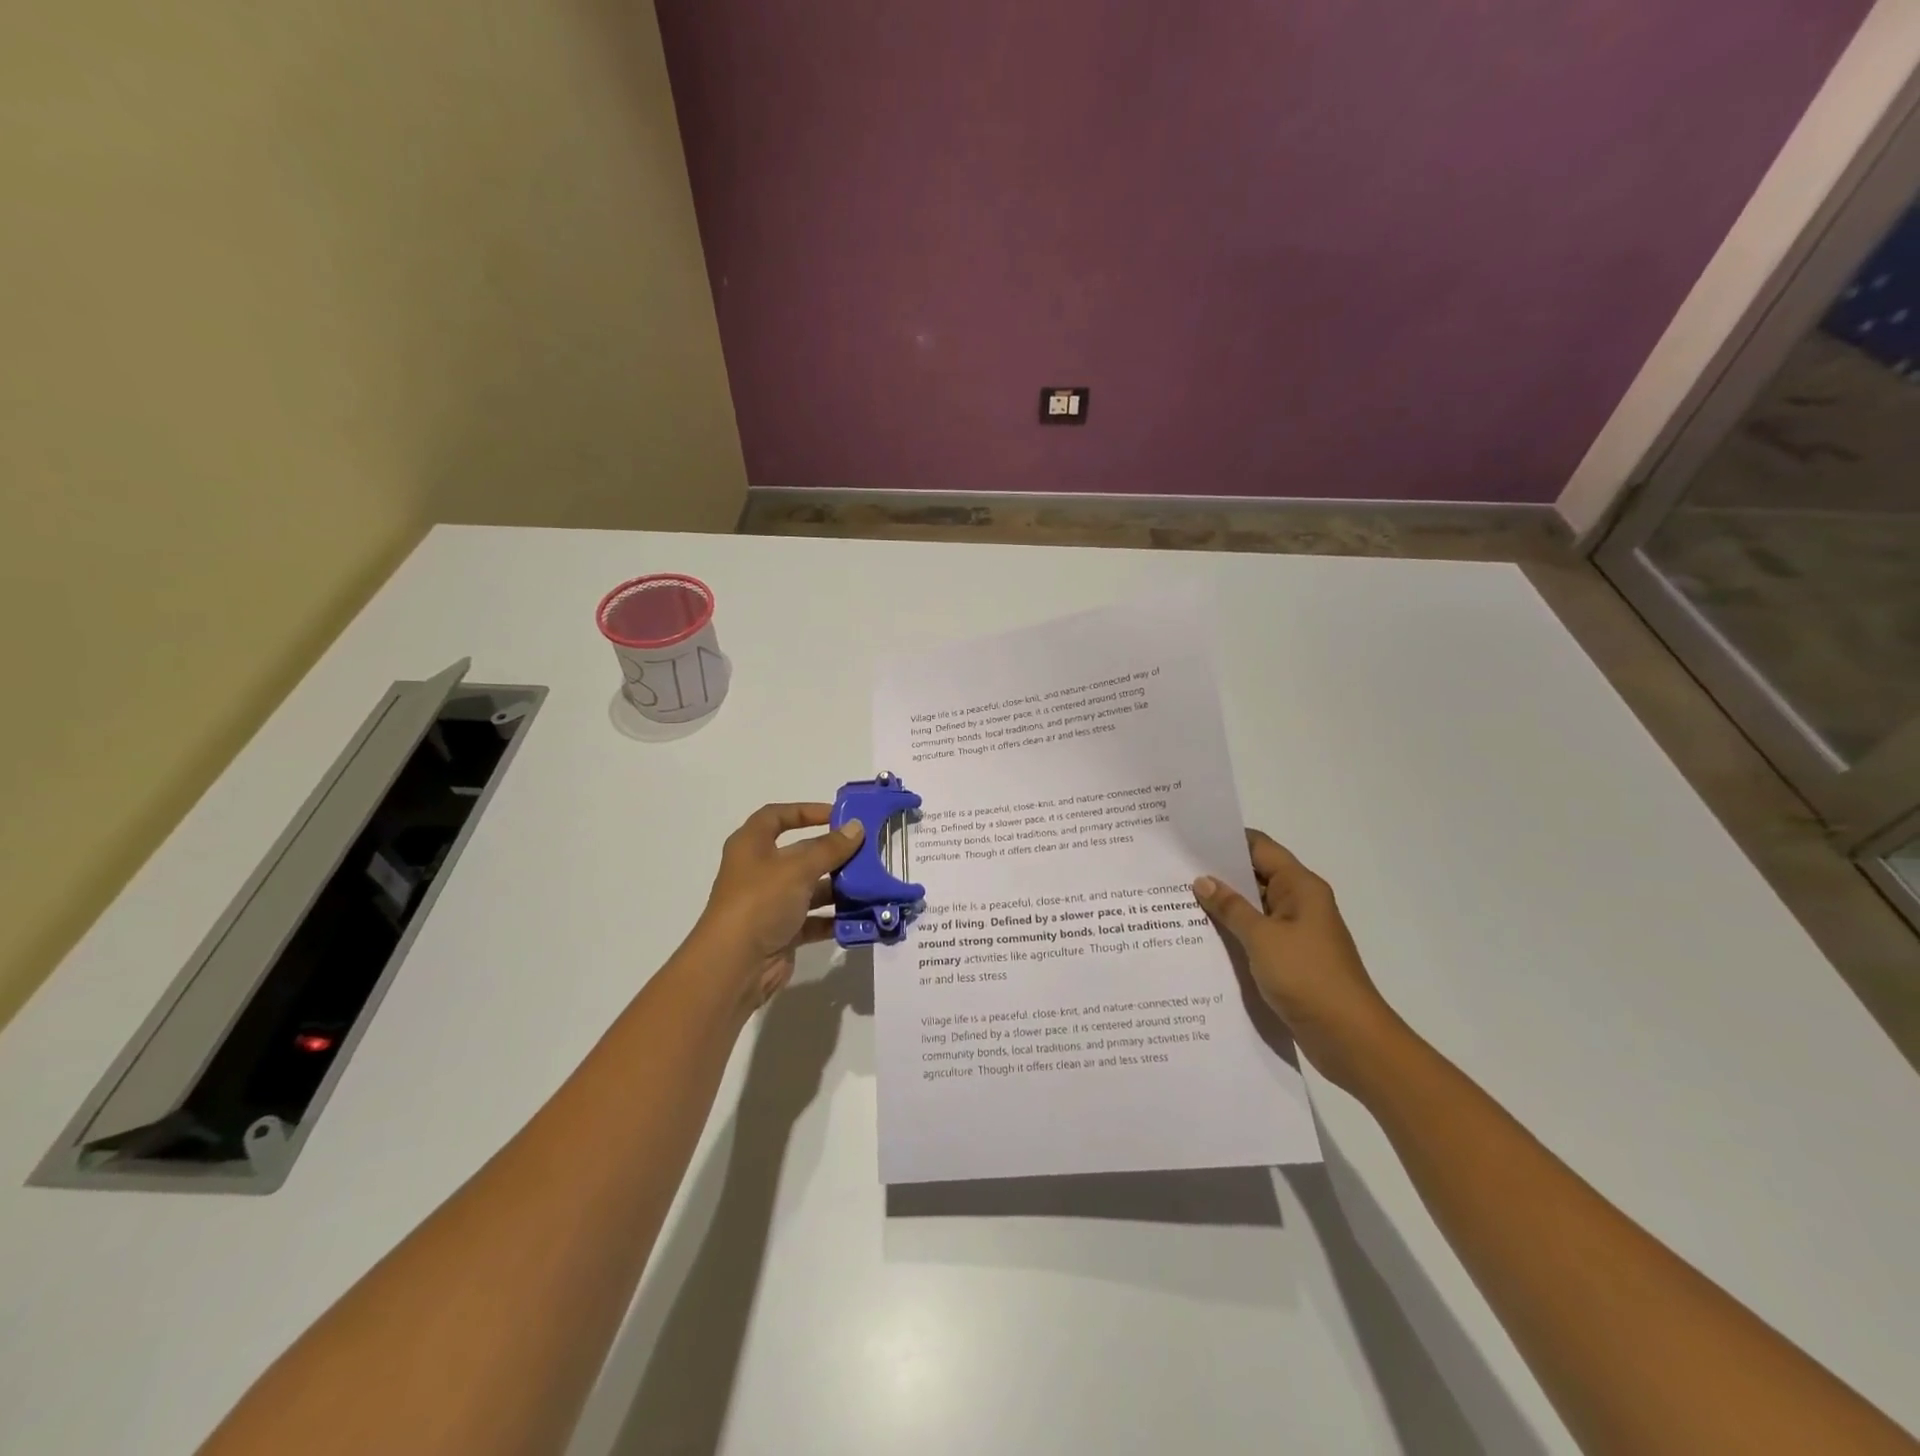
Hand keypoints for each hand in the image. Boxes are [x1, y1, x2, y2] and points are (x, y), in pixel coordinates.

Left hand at [691, 803, 864, 1009]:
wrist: (735, 966)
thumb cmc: (760, 902)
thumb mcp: (798, 868)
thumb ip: (830, 848)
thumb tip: (856, 827)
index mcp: (752, 845)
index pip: (776, 816)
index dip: (805, 811)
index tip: (838, 815)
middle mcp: (760, 871)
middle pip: (800, 853)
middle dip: (832, 853)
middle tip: (867, 851)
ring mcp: (770, 903)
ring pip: (810, 888)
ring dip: (838, 887)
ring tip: (871, 883)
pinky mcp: (782, 932)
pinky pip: (814, 919)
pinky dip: (835, 918)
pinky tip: (861, 916)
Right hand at [1192, 829, 1404, 1092]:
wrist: (1350, 1039)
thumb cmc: (1308, 977)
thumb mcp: (1262, 938)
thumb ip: (1230, 907)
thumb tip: (1203, 880)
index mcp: (1300, 887)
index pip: (1259, 847)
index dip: (1226, 840)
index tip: (1189, 839)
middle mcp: (1299, 903)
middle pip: (1255, 876)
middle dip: (1217, 874)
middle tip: (1173, 870)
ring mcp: (1296, 932)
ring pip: (1253, 908)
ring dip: (1223, 906)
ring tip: (1177, 901)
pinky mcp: (1290, 959)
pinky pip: (1256, 935)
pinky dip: (1232, 932)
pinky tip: (1201, 937)